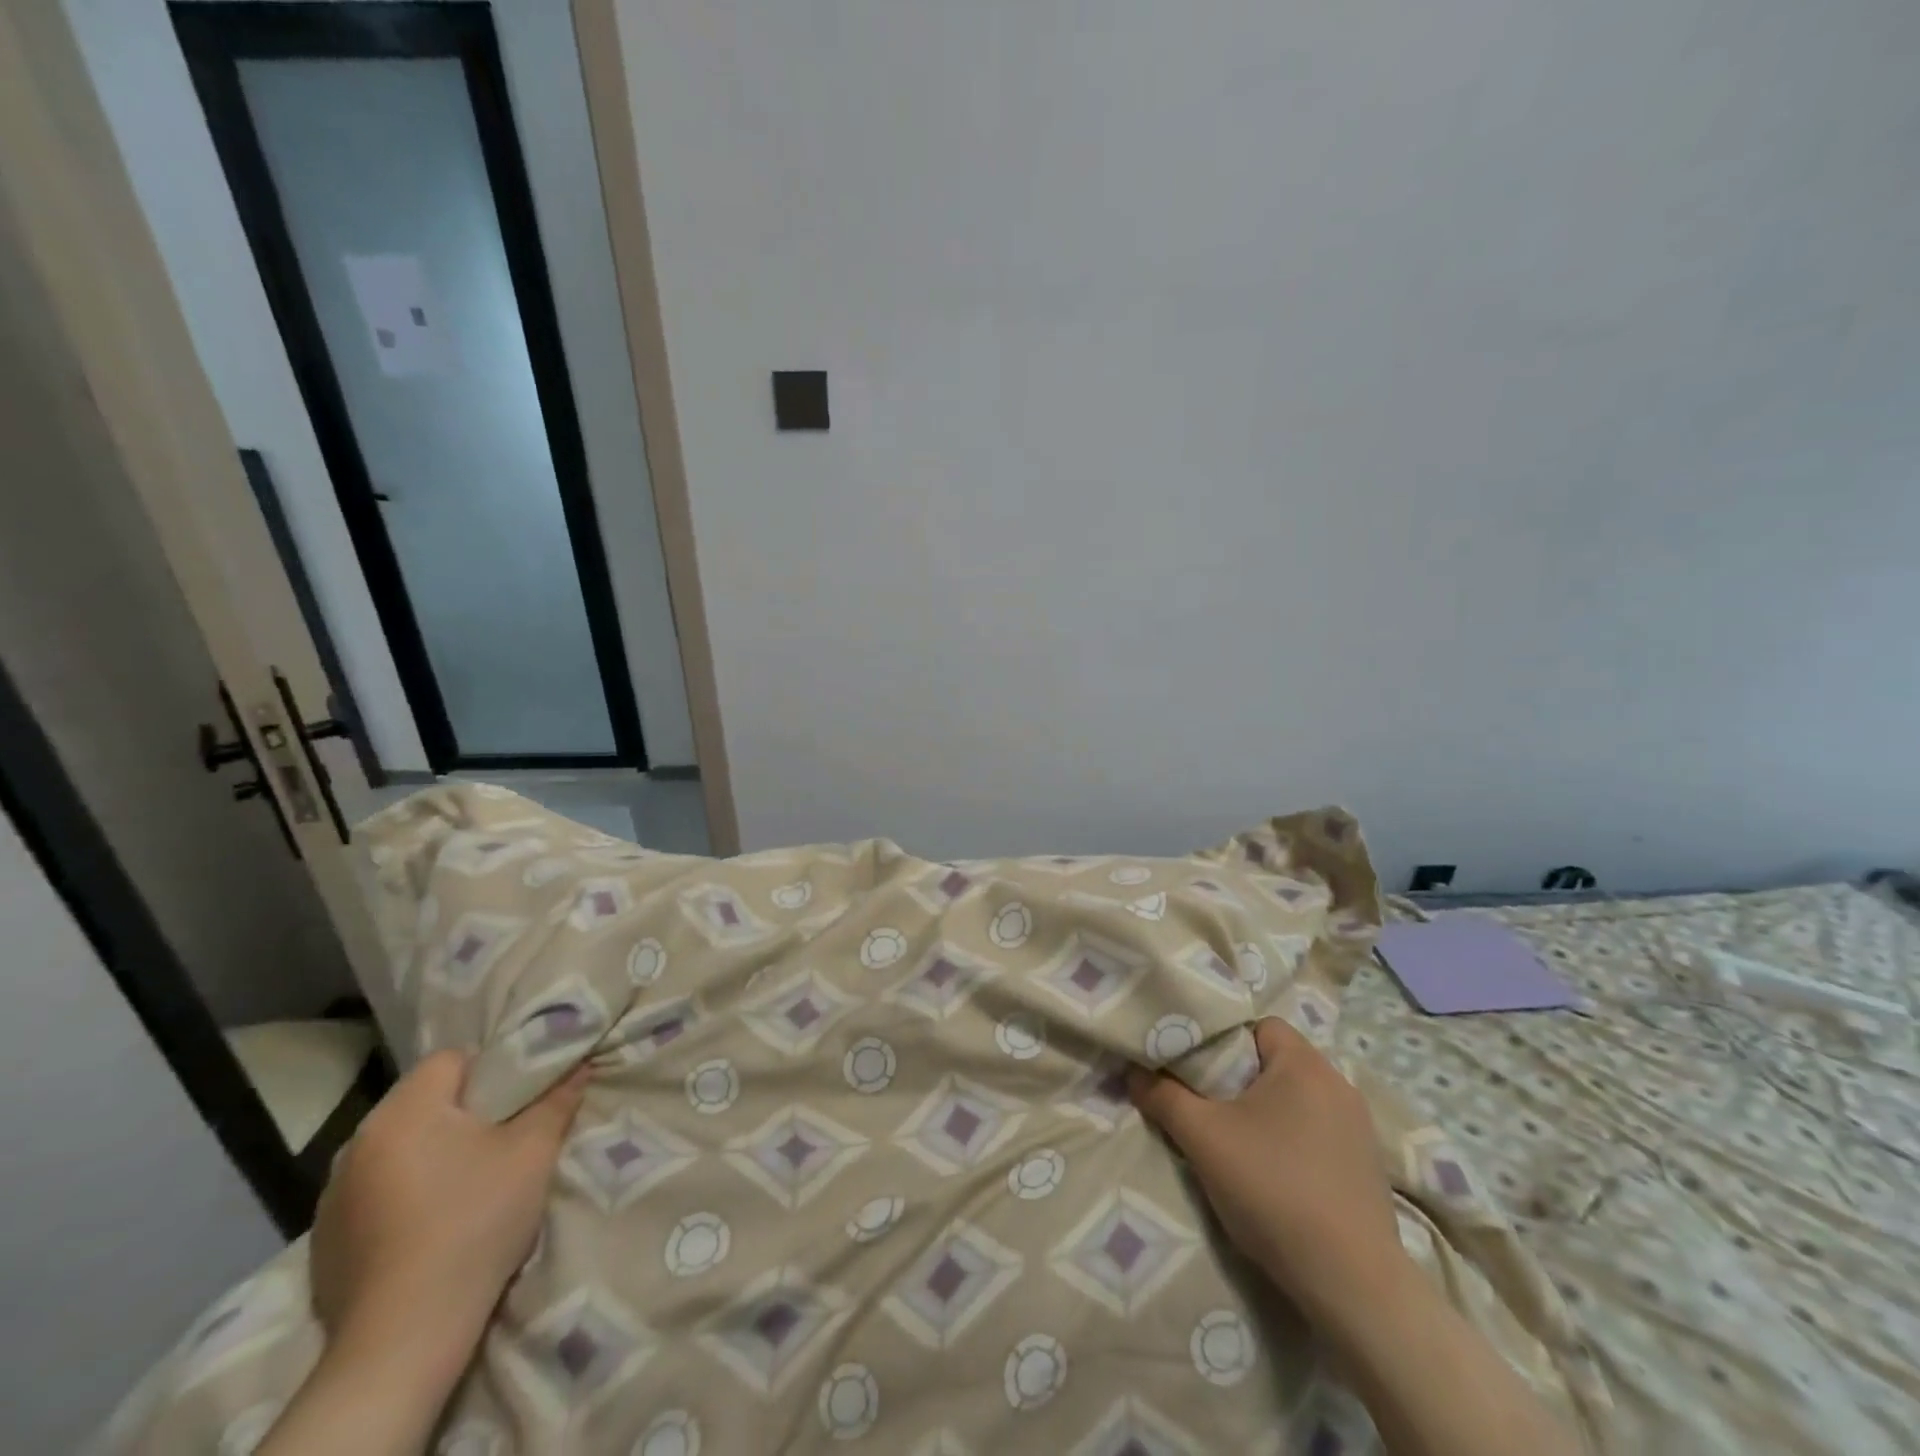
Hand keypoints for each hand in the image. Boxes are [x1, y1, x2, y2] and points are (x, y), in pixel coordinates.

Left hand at [309, 1051, 586, 1388]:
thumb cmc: (474, 1223)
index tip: (518, 1101)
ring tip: (468, 1184)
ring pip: (399, 1148)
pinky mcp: (325, 1242)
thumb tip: (578, 1065)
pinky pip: (376, 1192)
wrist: (404, 1338)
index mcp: (403, 1111)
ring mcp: (332, 1196)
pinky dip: (404, 1195)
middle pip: (424, 1103)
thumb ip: (557, 1100)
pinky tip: (431, 1225)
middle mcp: (357, 1143)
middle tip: (503, 1139)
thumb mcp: (533, 1152)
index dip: (492, 1070)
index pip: (451, 1059)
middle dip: (464, 1113)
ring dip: (431, 1154)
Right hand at [1129, 1017, 1403, 1322]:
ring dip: (1266, 1112)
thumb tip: (1133, 1072)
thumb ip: (1163, 1096)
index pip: (1258, 1026)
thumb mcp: (1203, 1138)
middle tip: (1206, 1104)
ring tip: (1236, 1141)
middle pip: (1275, 1062)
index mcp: (1305, 1064)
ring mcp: (1360, 1129)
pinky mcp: (1368, 1168)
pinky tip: (1274, 1174)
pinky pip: (1318, 1132)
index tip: (1196, 1070)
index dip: (1223, 1041)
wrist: (1352, 1285)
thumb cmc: (1274, 1190)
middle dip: (1239, 1079)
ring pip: (1297, 1099)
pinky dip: (1292, 1141)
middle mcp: (1339, 1084)